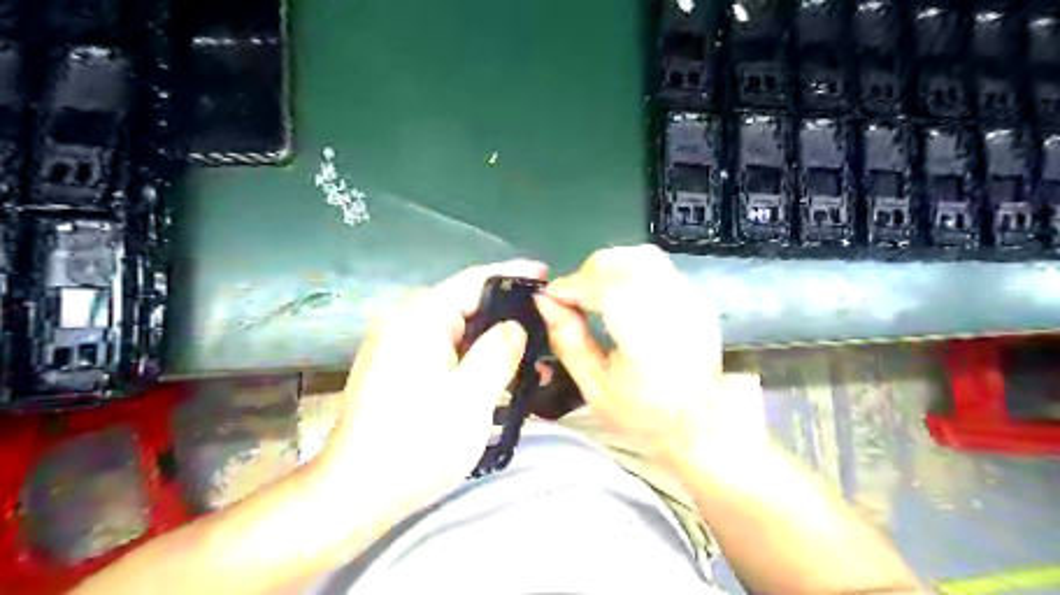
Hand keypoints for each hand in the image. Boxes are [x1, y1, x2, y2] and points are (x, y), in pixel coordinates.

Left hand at [314, 257, 545, 524]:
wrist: (357, 494)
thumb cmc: (419, 442)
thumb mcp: (472, 395)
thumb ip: (499, 350)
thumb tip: (514, 326)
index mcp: (419, 318)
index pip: (474, 280)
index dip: (513, 274)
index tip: (546, 276)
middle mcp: (405, 323)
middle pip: (467, 304)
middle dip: (508, 314)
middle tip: (546, 325)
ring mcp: (399, 348)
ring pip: (459, 331)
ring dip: (494, 342)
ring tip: (532, 359)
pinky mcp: (400, 371)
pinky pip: (447, 352)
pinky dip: (475, 359)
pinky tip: (500, 377)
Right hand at [535, 247, 766, 459]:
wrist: (703, 425)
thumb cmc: (644, 416)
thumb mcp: (594, 389)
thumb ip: (568, 340)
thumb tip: (543, 300)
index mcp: (647, 337)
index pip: (603, 286)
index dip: (570, 286)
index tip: (550, 298)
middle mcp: (674, 307)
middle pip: (622, 262)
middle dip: (587, 273)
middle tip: (572, 300)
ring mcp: (690, 298)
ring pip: (641, 256)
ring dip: (609, 267)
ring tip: (595, 295)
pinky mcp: (696, 296)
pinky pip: (657, 267)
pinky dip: (630, 272)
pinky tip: (622, 298)